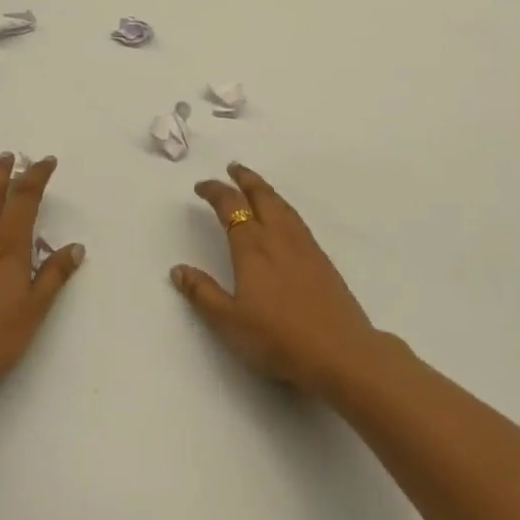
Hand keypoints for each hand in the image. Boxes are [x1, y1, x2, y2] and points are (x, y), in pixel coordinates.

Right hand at [172, 163, 381, 397]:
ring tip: (255, 185)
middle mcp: (278, 237)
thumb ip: (203, 293)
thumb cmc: (278, 338)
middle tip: (233, 168)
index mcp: (252, 247)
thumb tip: (178, 269)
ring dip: (265, 189)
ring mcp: (304, 246)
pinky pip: (296, 219)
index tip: (202, 186)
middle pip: (261, 196)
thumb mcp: (229, 322)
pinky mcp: (321, 259)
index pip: (231, 207)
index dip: (215, 192)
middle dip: (245, 179)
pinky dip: (282, 206)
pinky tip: (283, 217)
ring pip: (282, 205)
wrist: (340, 351)